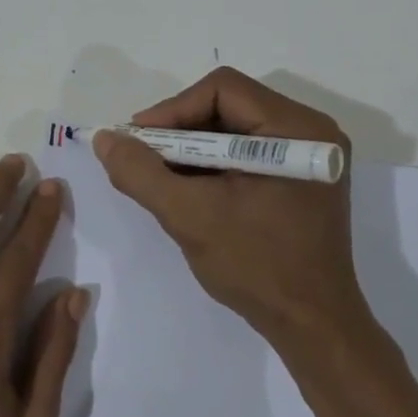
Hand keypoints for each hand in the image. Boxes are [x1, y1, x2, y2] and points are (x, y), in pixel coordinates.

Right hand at [93, 67, 367, 352]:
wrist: (312, 326)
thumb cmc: (256, 267)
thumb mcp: (189, 216)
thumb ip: (140, 173)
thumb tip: (105, 138)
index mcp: (296, 129)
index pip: (222, 89)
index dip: (172, 110)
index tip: (138, 142)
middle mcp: (310, 131)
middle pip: (228, 105)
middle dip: (179, 131)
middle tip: (144, 158)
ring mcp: (307, 156)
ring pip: (234, 129)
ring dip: (192, 149)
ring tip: (160, 177)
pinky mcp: (300, 178)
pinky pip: (246, 153)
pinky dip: (212, 165)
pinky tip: (188, 189)